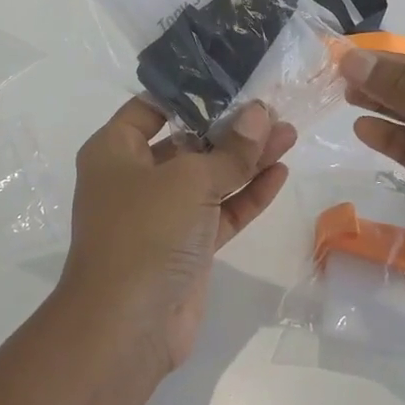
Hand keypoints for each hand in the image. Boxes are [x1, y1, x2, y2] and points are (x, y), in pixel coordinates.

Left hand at [59, 100, 296, 372]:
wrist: (127, 325)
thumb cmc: (144, 233)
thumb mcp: (188, 181)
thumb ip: (229, 150)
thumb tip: (259, 114)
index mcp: (114, 151)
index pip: (151, 108)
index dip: (189, 92)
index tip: (231, 79)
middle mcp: (134, 177)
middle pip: (186, 141)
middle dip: (229, 127)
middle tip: (273, 109)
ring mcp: (161, 214)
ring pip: (208, 177)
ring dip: (246, 159)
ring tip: (289, 134)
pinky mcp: (187, 246)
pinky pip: (219, 211)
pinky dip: (247, 194)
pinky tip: (279, 172)